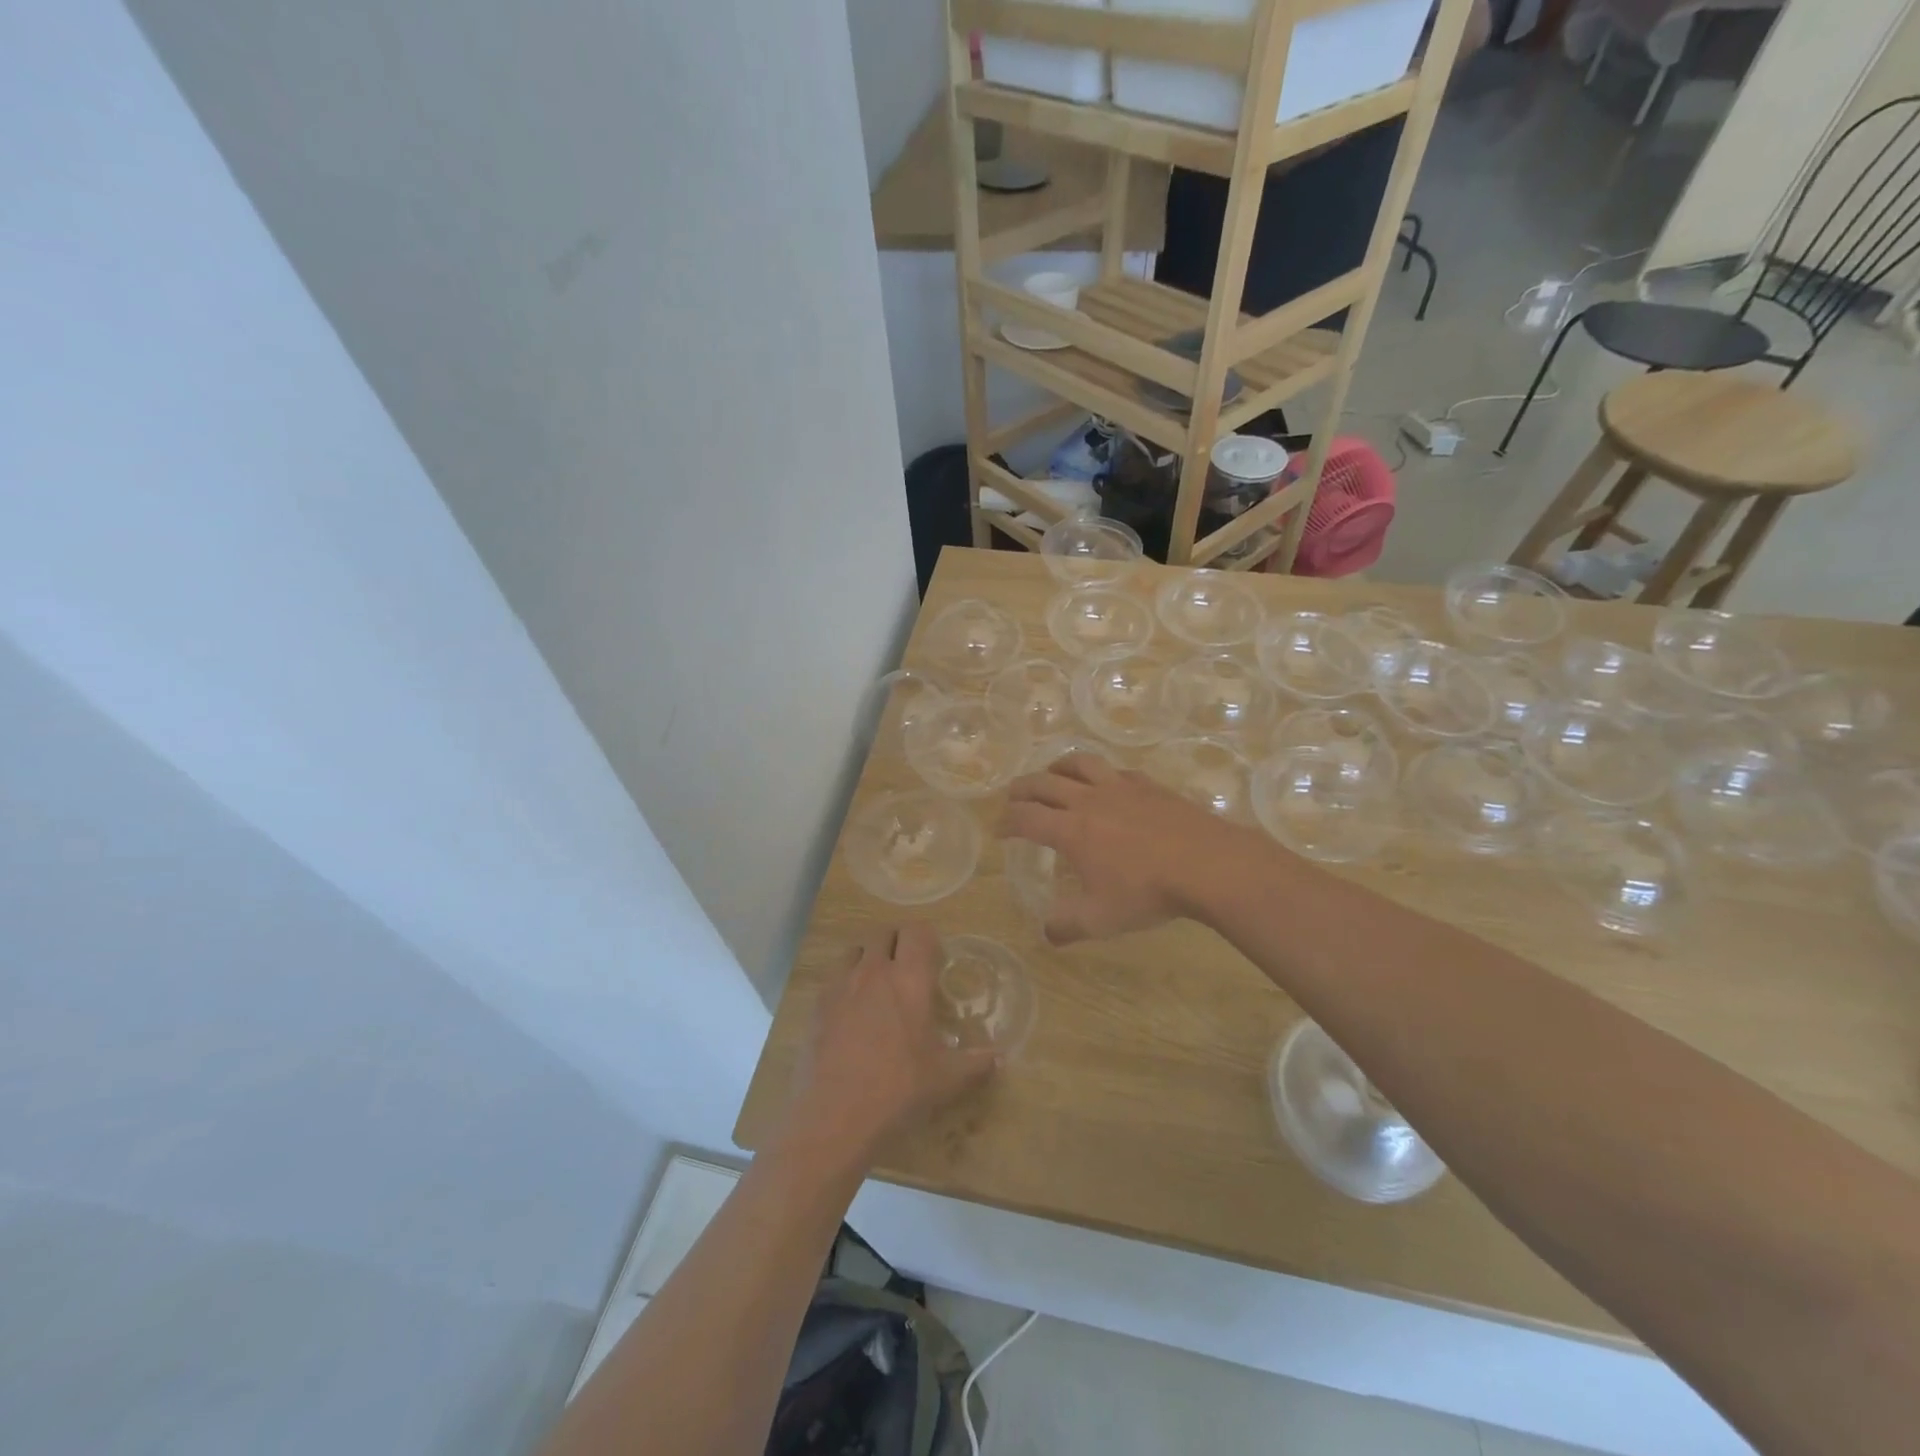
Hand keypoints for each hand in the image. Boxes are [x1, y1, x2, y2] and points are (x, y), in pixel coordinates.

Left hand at [787, 924, 997, 1164]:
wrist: (836, 1116)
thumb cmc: (899, 1090)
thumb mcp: (946, 1079)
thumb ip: (975, 1064)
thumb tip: (999, 1059)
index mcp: (910, 980)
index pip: (917, 931)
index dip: (927, 938)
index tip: (934, 958)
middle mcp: (874, 972)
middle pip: (884, 932)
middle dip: (897, 942)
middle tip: (908, 969)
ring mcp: (841, 986)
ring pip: (855, 950)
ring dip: (869, 957)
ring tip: (878, 985)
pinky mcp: (818, 1005)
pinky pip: (833, 977)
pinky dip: (845, 982)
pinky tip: (851, 1012)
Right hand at [1001, 751, 1265, 943]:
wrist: (1207, 864)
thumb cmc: (1148, 892)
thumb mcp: (1101, 919)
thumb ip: (1068, 926)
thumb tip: (1047, 934)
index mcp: (1071, 830)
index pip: (1026, 818)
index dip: (1006, 822)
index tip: (999, 830)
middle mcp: (1088, 800)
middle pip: (1044, 783)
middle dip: (1022, 788)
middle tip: (1013, 796)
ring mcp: (1120, 788)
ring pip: (1079, 764)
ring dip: (1057, 767)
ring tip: (1052, 774)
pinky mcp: (1148, 785)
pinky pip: (1115, 770)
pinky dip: (1100, 773)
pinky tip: (1107, 782)